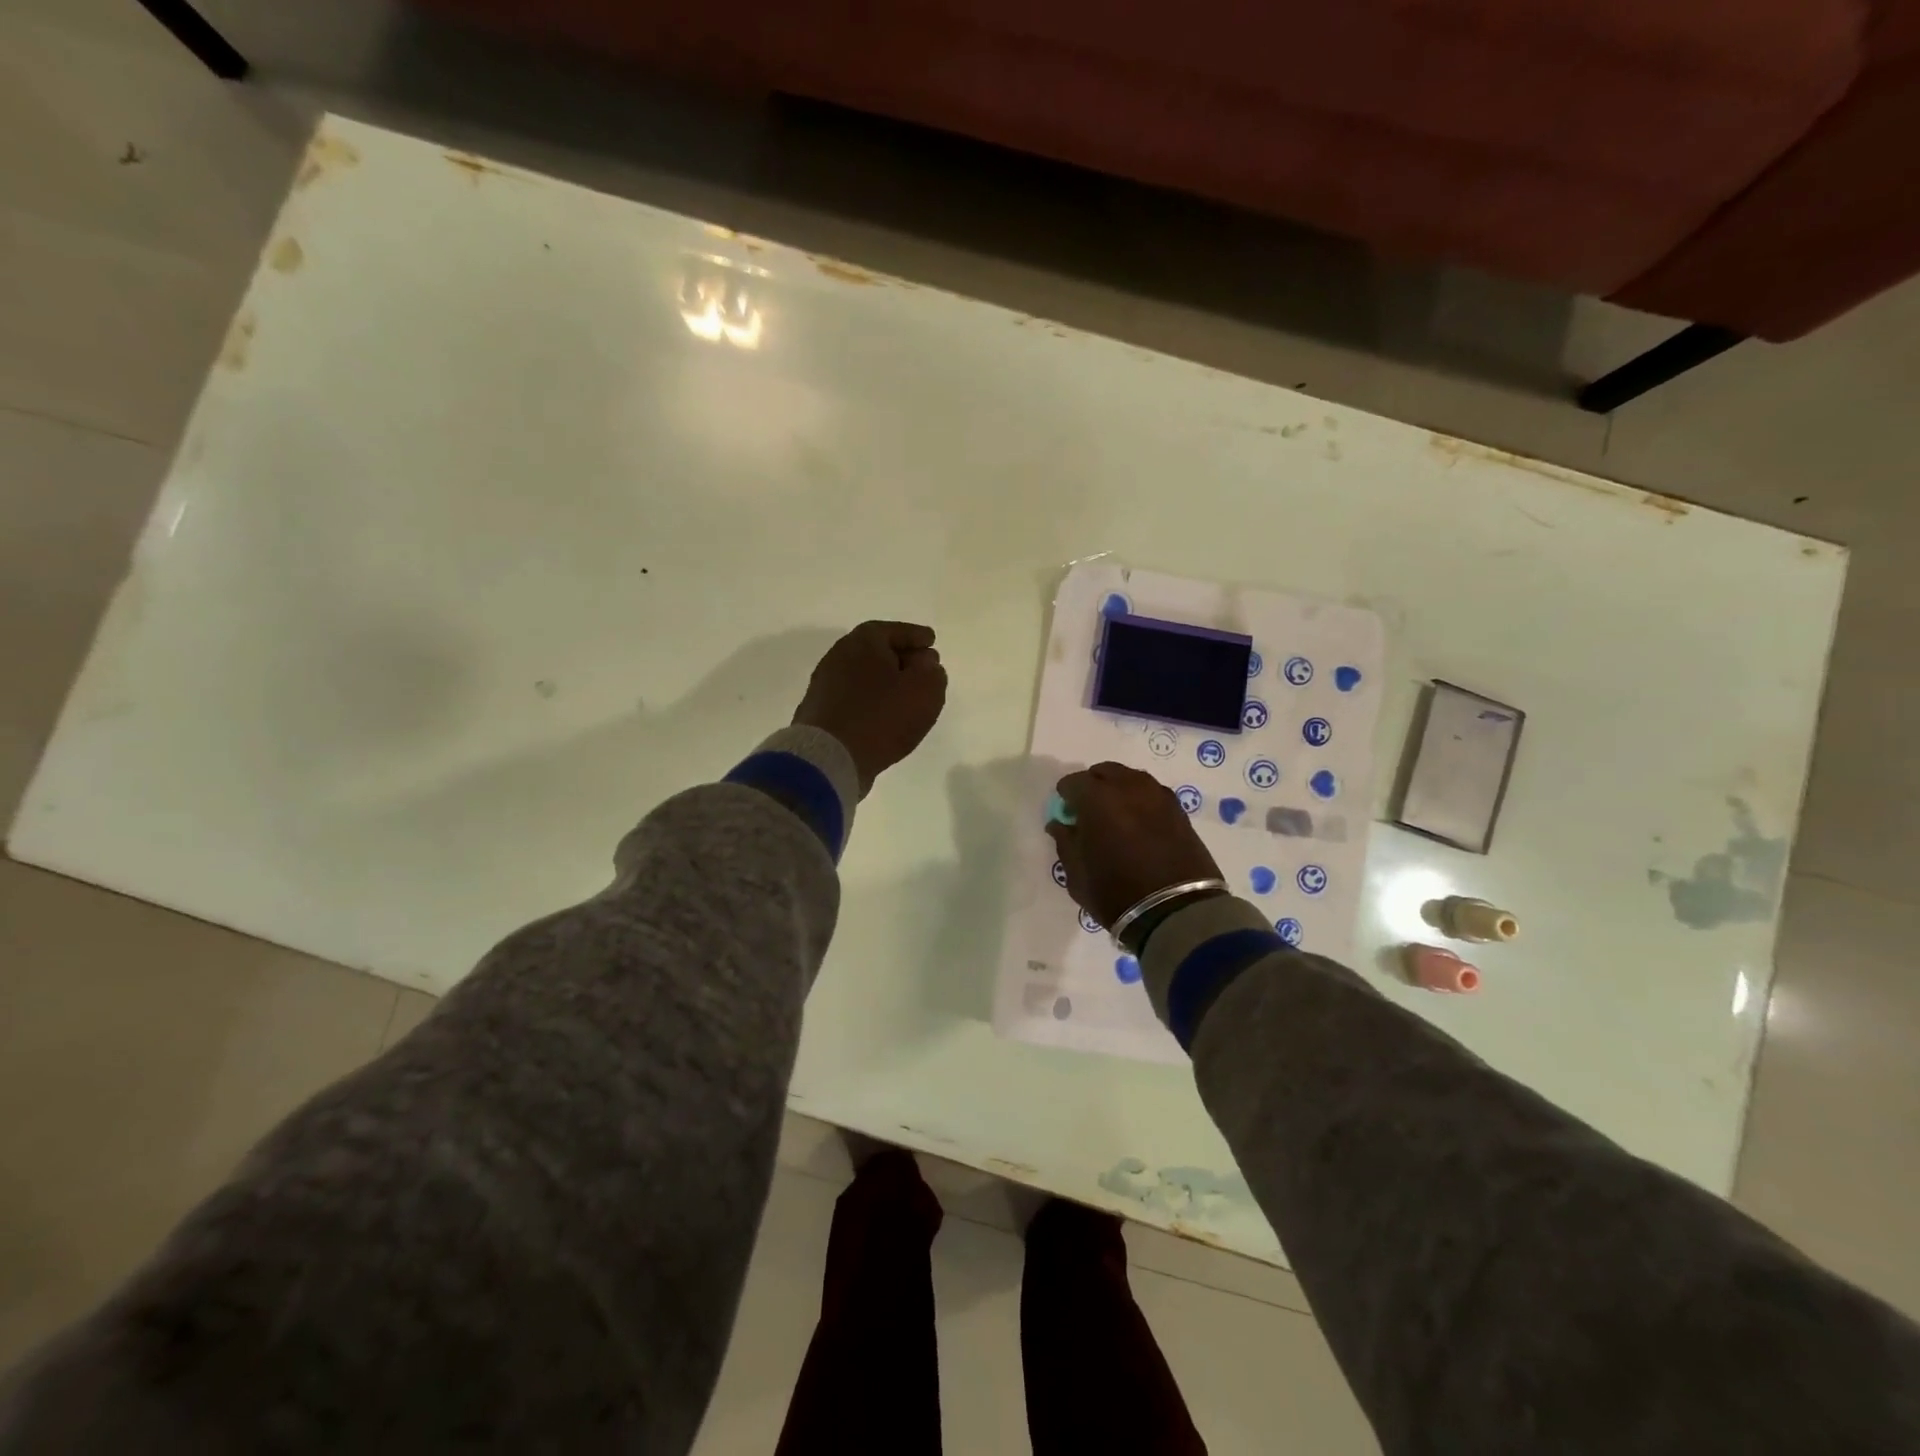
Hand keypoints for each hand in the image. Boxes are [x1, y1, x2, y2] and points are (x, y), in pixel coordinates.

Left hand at [793, 621, 947, 796]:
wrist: (830, 757)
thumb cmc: (882, 716)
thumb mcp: (924, 690)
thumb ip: (932, 672)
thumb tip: (924, 664)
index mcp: (863, 641)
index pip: (895, 630)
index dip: (916, 636)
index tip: (931, 641)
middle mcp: (839, 656)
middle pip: (876, 651)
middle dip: (901, 657)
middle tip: (923, 668)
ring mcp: (824, 685)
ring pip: (864, 676)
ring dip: (885, 682)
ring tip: (905, 696)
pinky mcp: (819, 712)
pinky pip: (853, 698)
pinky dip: (871, 701)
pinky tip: (883, 716)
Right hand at [1047, 762, 1221, 926]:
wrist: (1176, 911)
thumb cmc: (1116, 893)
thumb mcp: (1076, 874)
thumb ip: (1065, 842)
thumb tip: (1060, 824)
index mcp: (1097, 798)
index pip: (1073, 782)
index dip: (1065, 796)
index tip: (1065, 812)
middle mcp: (1128, 787)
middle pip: (1104, 772)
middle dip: (1093, 786)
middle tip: (1089, 810)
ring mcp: (1158, 796)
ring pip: (1131, 779)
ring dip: (1119, 789)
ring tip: (1116, 814)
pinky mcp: (1179, 810)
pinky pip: (1152, 794)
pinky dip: (1141, 801)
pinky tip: (1139, 822)